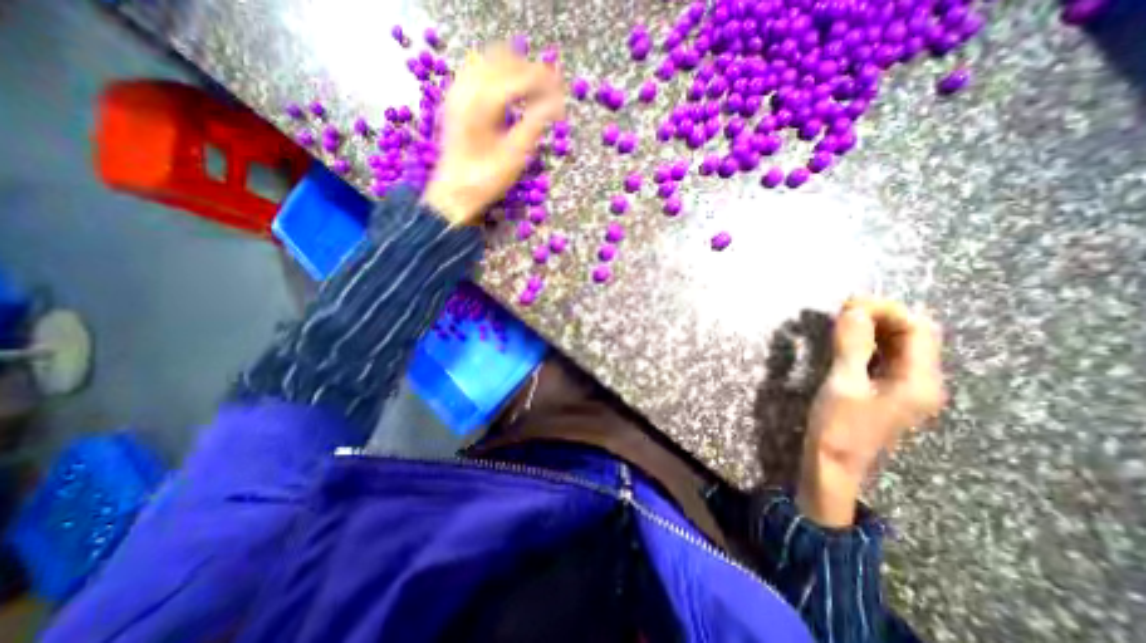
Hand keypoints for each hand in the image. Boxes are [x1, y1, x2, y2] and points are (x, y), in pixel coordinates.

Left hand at [420, 45, 562, 226]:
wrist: (454, 192)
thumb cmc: (486, 180)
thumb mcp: (515, 157)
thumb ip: (534, 125)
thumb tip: (556, 106)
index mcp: (483, 104)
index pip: (519, 78)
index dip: (543, 82)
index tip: (561, 91)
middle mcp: (467, 90)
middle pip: (503, 60)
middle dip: (529, 70)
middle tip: (551, 87)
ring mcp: (458, 92)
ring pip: (487, 60)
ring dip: (512, 68)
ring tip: (533, 87)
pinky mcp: (455, 100)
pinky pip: (475, 71)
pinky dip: (495, 73)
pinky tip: (507, 88)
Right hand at [799, 299, 949, 524]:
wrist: (833, 465)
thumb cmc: (838, 427)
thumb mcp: (843, 384)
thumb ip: (852, 346)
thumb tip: (853, 310)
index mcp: (920, 381)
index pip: (918, 330)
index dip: (887, 310)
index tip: (849, 303)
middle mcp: (922, 381)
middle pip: (913, 335)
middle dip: (881, 316)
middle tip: (843, 308)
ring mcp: (906, 387)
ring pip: (899, 345)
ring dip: (874, 327)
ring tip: (842, 319)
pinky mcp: (887, 390)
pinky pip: (886, 357)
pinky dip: (869, 342)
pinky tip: (848, 339)